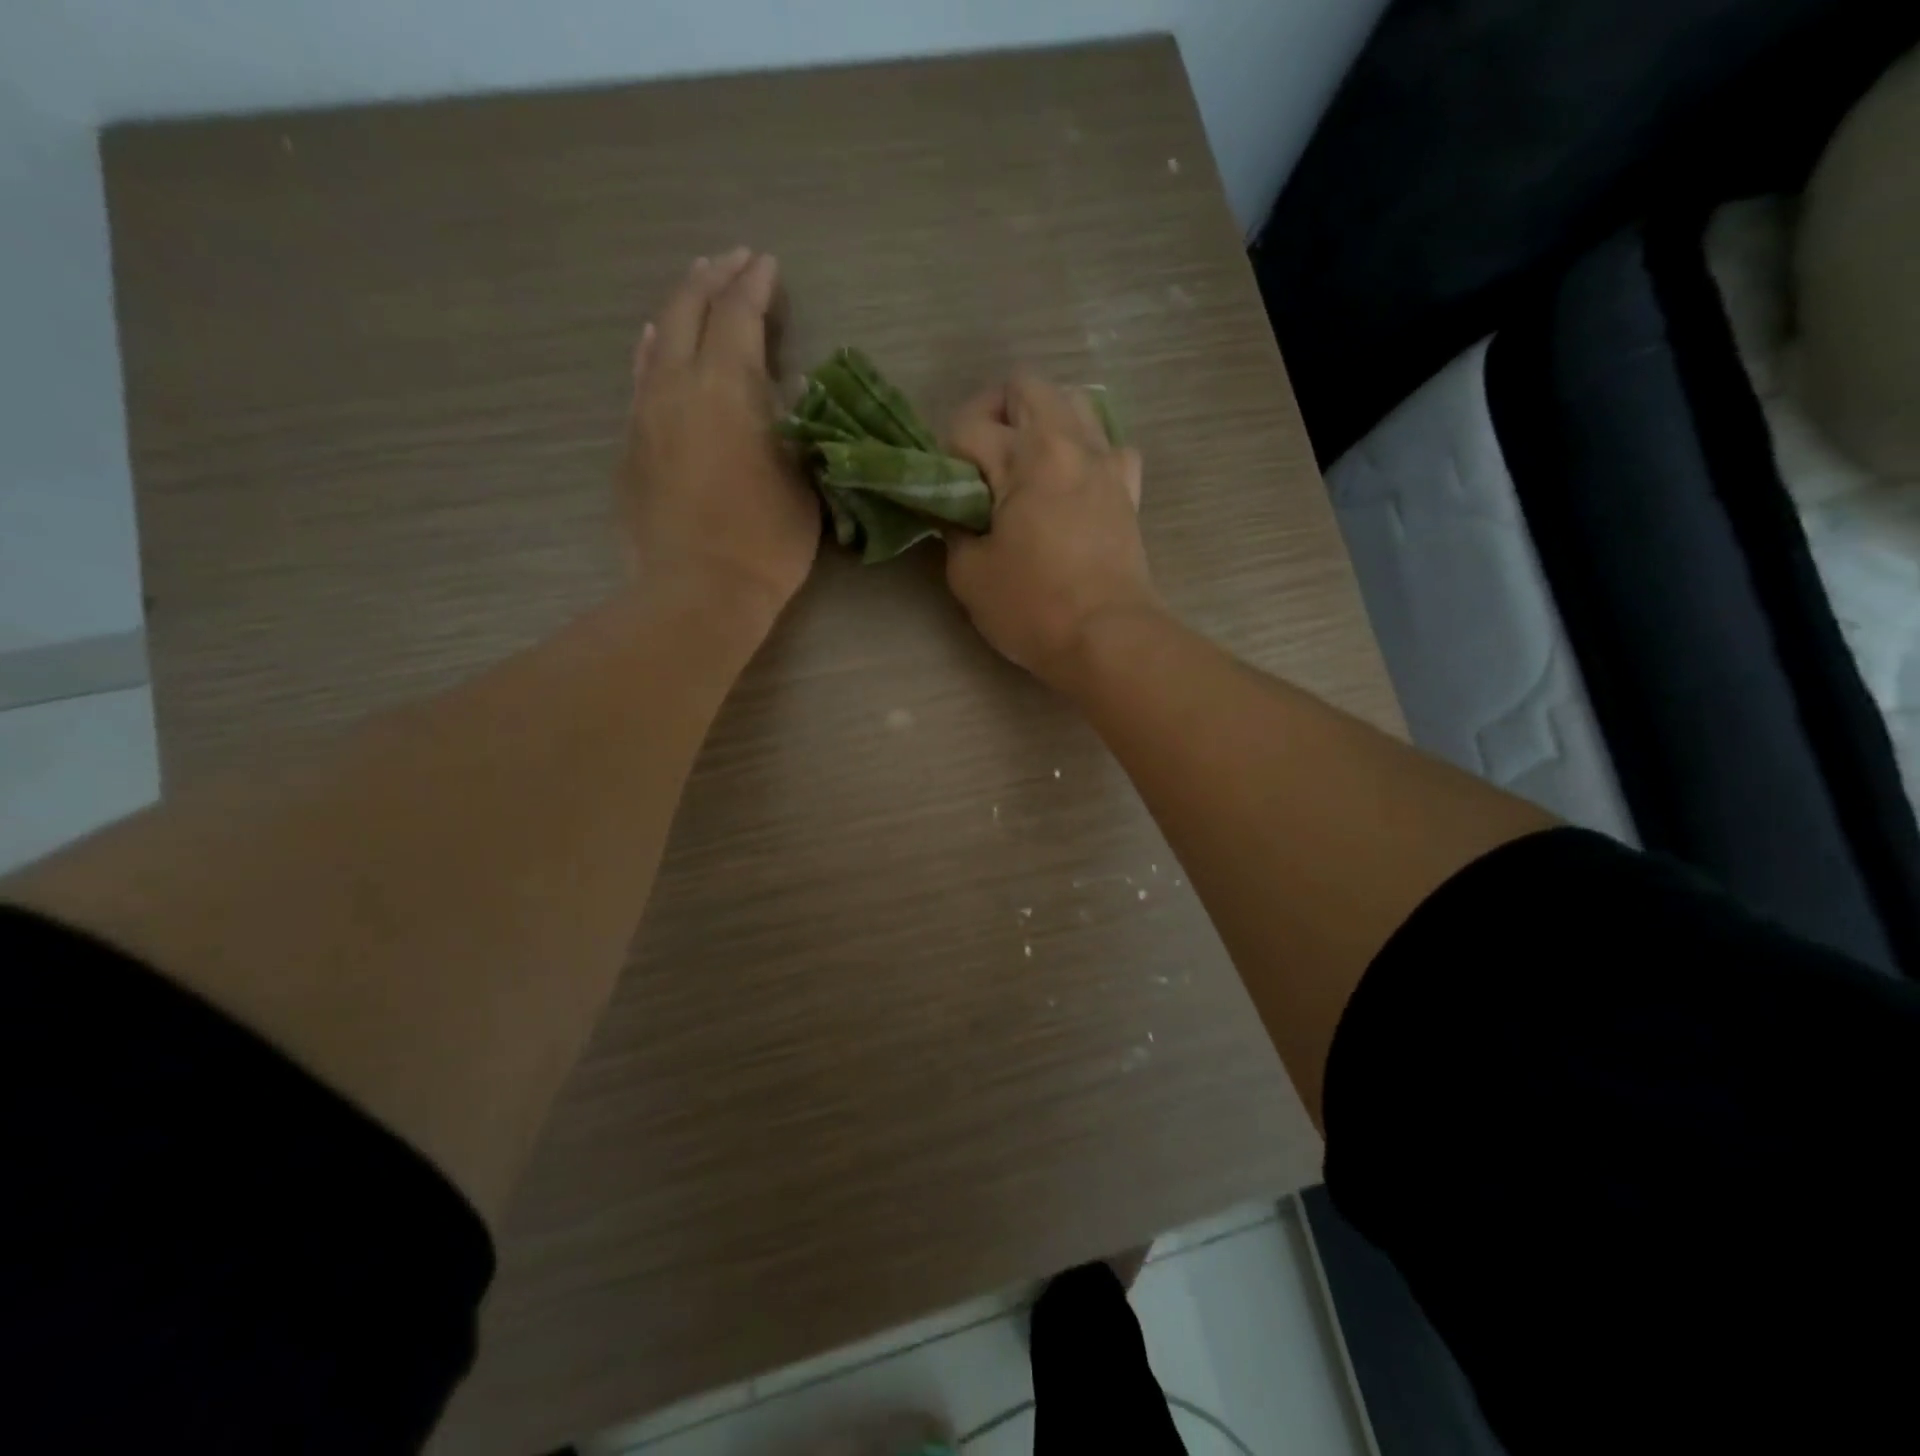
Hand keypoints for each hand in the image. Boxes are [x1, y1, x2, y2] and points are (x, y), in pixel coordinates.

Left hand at [622, 249, 818, 621]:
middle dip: (713, 279)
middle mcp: (678, 386)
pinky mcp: (630, 445)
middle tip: (733, 261)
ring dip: (679, 307)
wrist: (697, 593)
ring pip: (657, 338)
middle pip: (688, 311)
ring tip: (696, 288)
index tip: (767, 264)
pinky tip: (654, 342)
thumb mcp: (802, 482)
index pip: (738, 316)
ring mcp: (646, 414)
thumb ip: (794, 427)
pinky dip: (652, 349)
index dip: (754, 286)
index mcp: (727, 388)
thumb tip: (784, 391)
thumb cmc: (765, 542)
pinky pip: (640, 377)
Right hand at [944, 371, 1158, 686]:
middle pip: (1025, 387)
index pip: (969, 427)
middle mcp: (1071, 443)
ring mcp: (1107, 462)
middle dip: (991, 414)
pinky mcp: (1129, 489)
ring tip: (1024, 466)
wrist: (1107, 639)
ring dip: (1041, 421)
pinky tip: (1071, 481)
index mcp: (1028, 456)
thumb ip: (953, 529)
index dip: (945, 458)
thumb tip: (957, 514)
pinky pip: (1109, 444)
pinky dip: (1086, 450)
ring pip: (1073, 402)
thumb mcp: (968, 574)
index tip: (945, 496)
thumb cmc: (1033, 608)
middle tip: (979, 464)